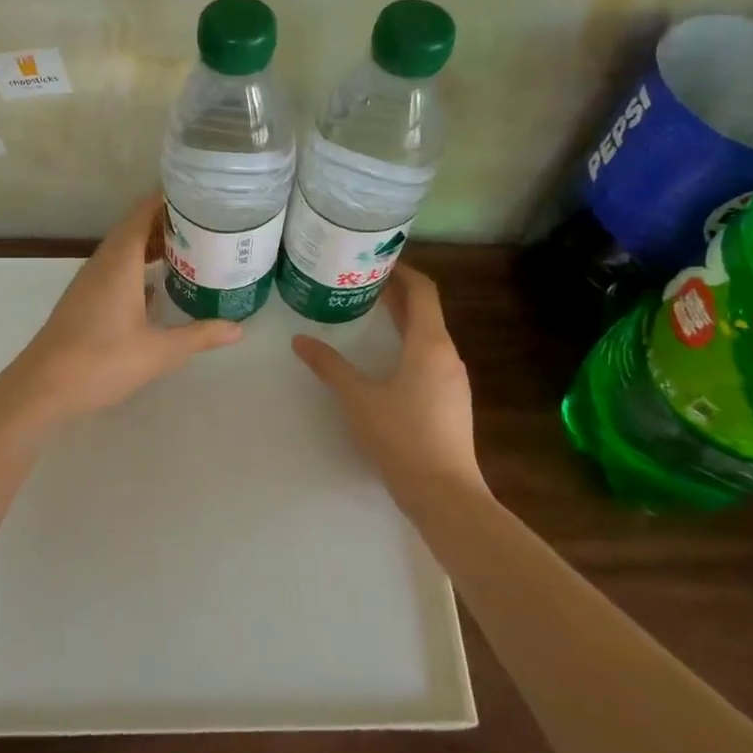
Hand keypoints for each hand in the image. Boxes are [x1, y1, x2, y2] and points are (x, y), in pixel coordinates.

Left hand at [0, 192, 242, 425]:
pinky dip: (140, 267)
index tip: (202, 193)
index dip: (170, 198)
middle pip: (136, 227)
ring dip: (154, 244)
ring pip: (125, 249)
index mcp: (120, 261)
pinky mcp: (85, 300)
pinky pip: (117, 269)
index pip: (144, 212)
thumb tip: (239, 327)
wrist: (41, 388)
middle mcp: (103, 262)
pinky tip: (159, 285)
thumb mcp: (158, 351)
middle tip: (209, 221)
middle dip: (169, 221)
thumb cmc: (101, 361)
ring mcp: (91, 281)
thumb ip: (199, 336)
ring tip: (192, 247)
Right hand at [292, 265, 484, 509]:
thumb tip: (300, 340)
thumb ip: (330, 366)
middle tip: (363, 282)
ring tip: (370, 314)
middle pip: (425, 311)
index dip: (403, 271)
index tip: (378, 260)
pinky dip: (408, 344)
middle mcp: (447, 355)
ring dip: (403, 320)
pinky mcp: (451, 401)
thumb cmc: (402, 437)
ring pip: (428, 336)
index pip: (423, 291)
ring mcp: (453, 380)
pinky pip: (430, 358)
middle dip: (397, 294)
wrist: (444, 493)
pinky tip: (386, 359)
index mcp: (430, 345)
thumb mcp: (358, 399)